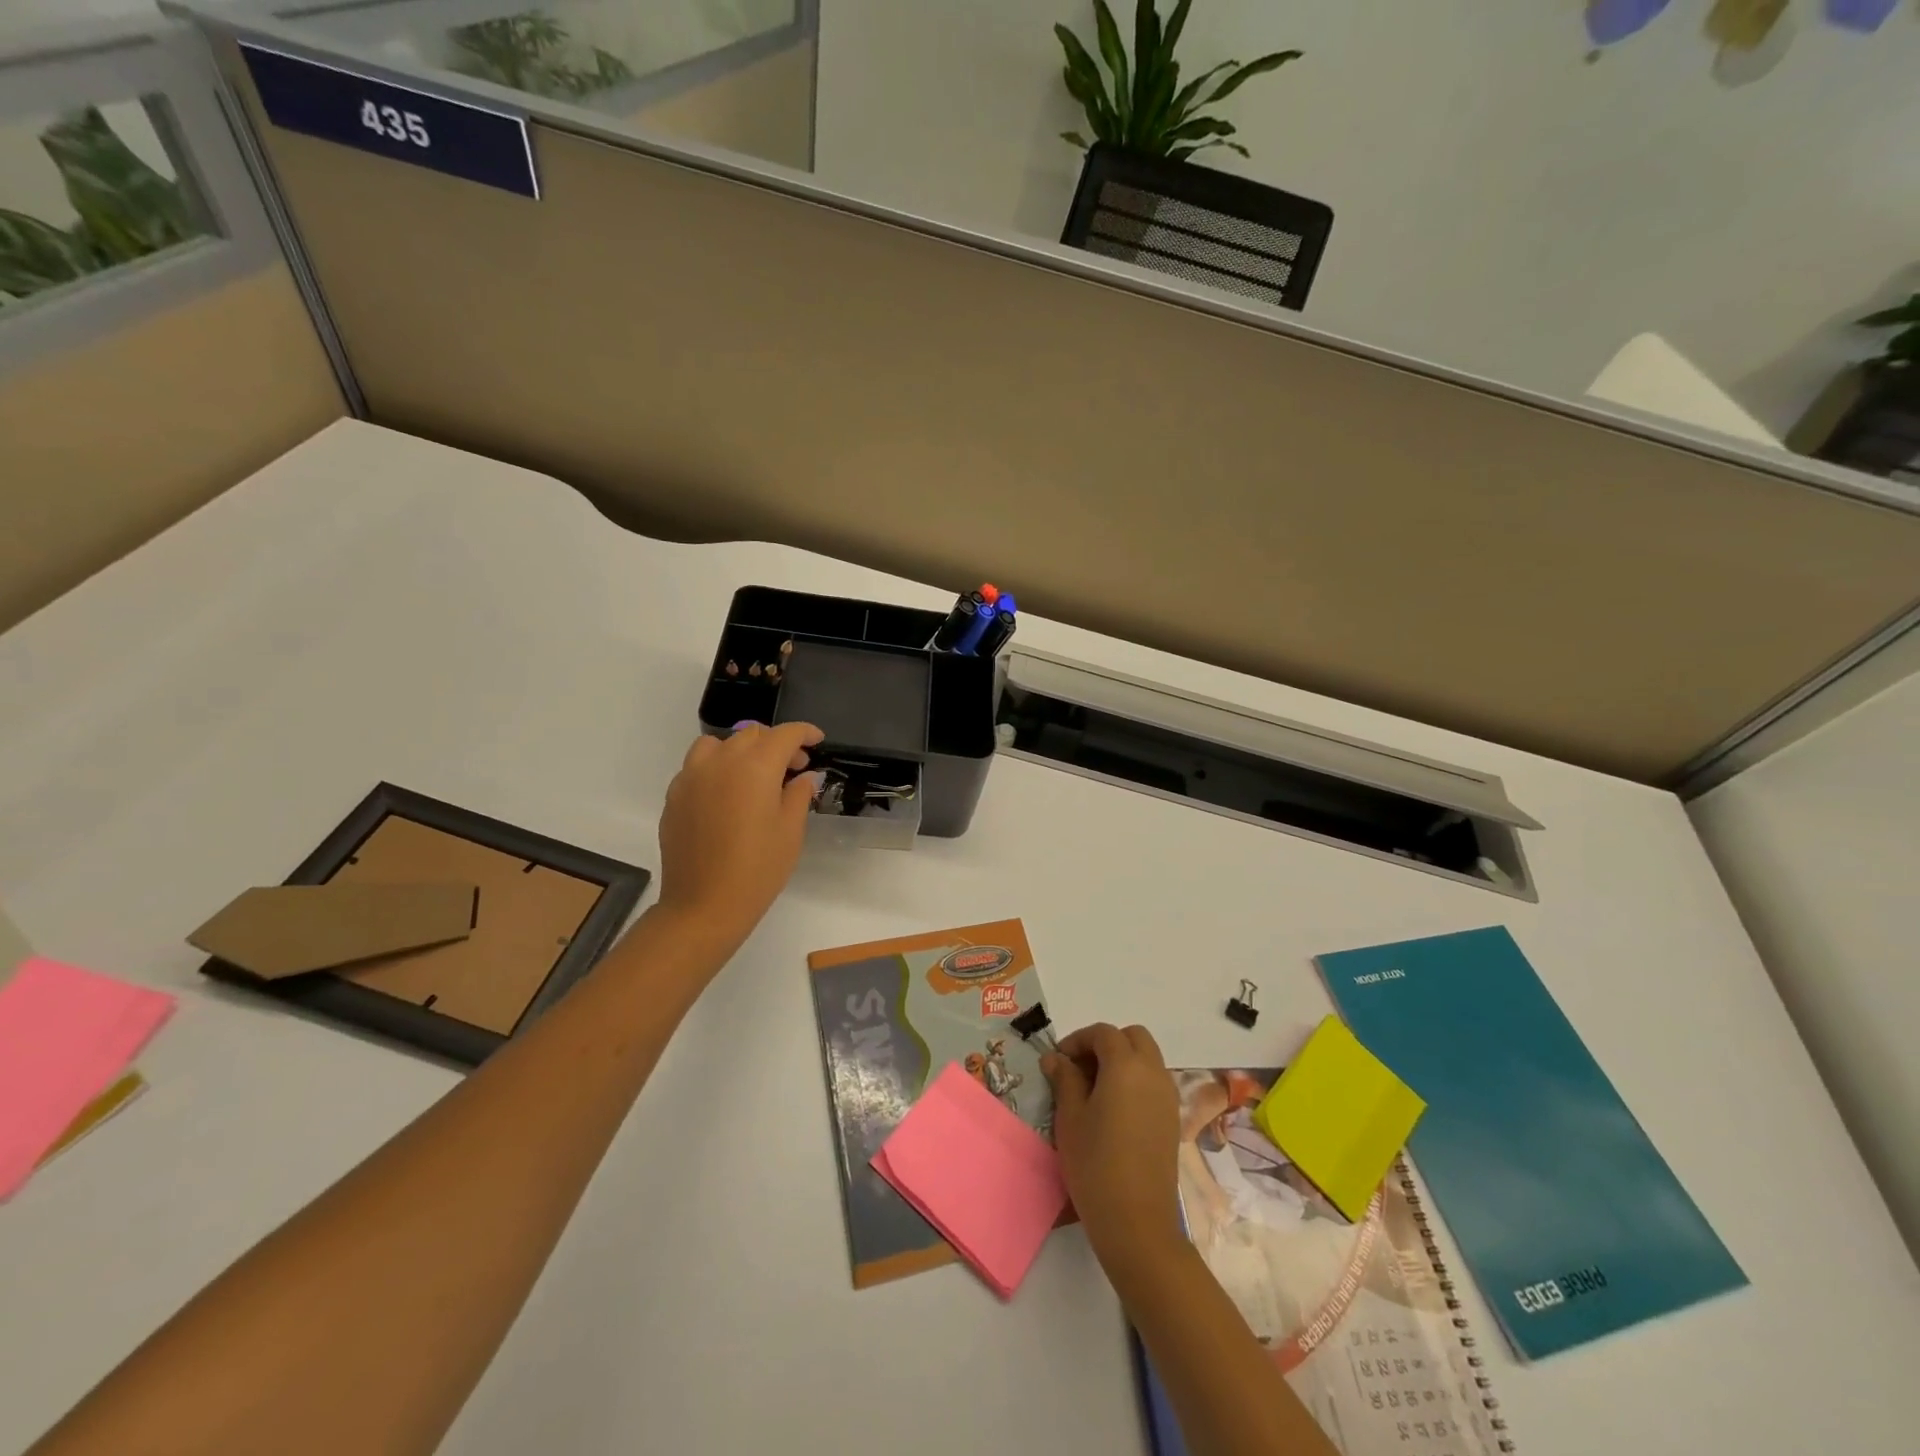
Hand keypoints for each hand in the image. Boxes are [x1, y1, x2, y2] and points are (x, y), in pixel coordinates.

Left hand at [654, 722, 823, 957]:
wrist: (704, 905)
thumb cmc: (758, 869)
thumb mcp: (791, 831)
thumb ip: (798, 794)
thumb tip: (803, 777)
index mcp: (755, 767)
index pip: (784, 735)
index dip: (804, 732)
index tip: (817, 740)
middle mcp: (721, 762)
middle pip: (751, 734)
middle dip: (776, 743)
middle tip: (793, 767)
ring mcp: (692, 777)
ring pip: (718, 744)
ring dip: (741, 750)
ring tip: (754, 774)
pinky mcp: (674, 796)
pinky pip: (697, 766)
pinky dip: (716, 768)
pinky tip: (726, 795)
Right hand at [1043, 1023, 1184, 1276]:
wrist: (1136, 1222)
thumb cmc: (1095, 1163)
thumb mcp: (1070, 1117)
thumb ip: (1064, 1079)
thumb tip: (1056, 1058)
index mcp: (1126, 1066)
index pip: (1103, 1033)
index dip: (1078, 1040)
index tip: (1059, 1061)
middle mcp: (1153, 1073)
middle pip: (1133, 1037)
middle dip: (1106, 1043)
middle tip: (1081, 1068)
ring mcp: (1168, 1097)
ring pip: (1147, 1058)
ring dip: (1123, 1061)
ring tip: (1095, 1090)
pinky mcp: (1172, 1120)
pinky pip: (1154, 1082)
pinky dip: (1135, 1081)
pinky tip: (1114, 1110)